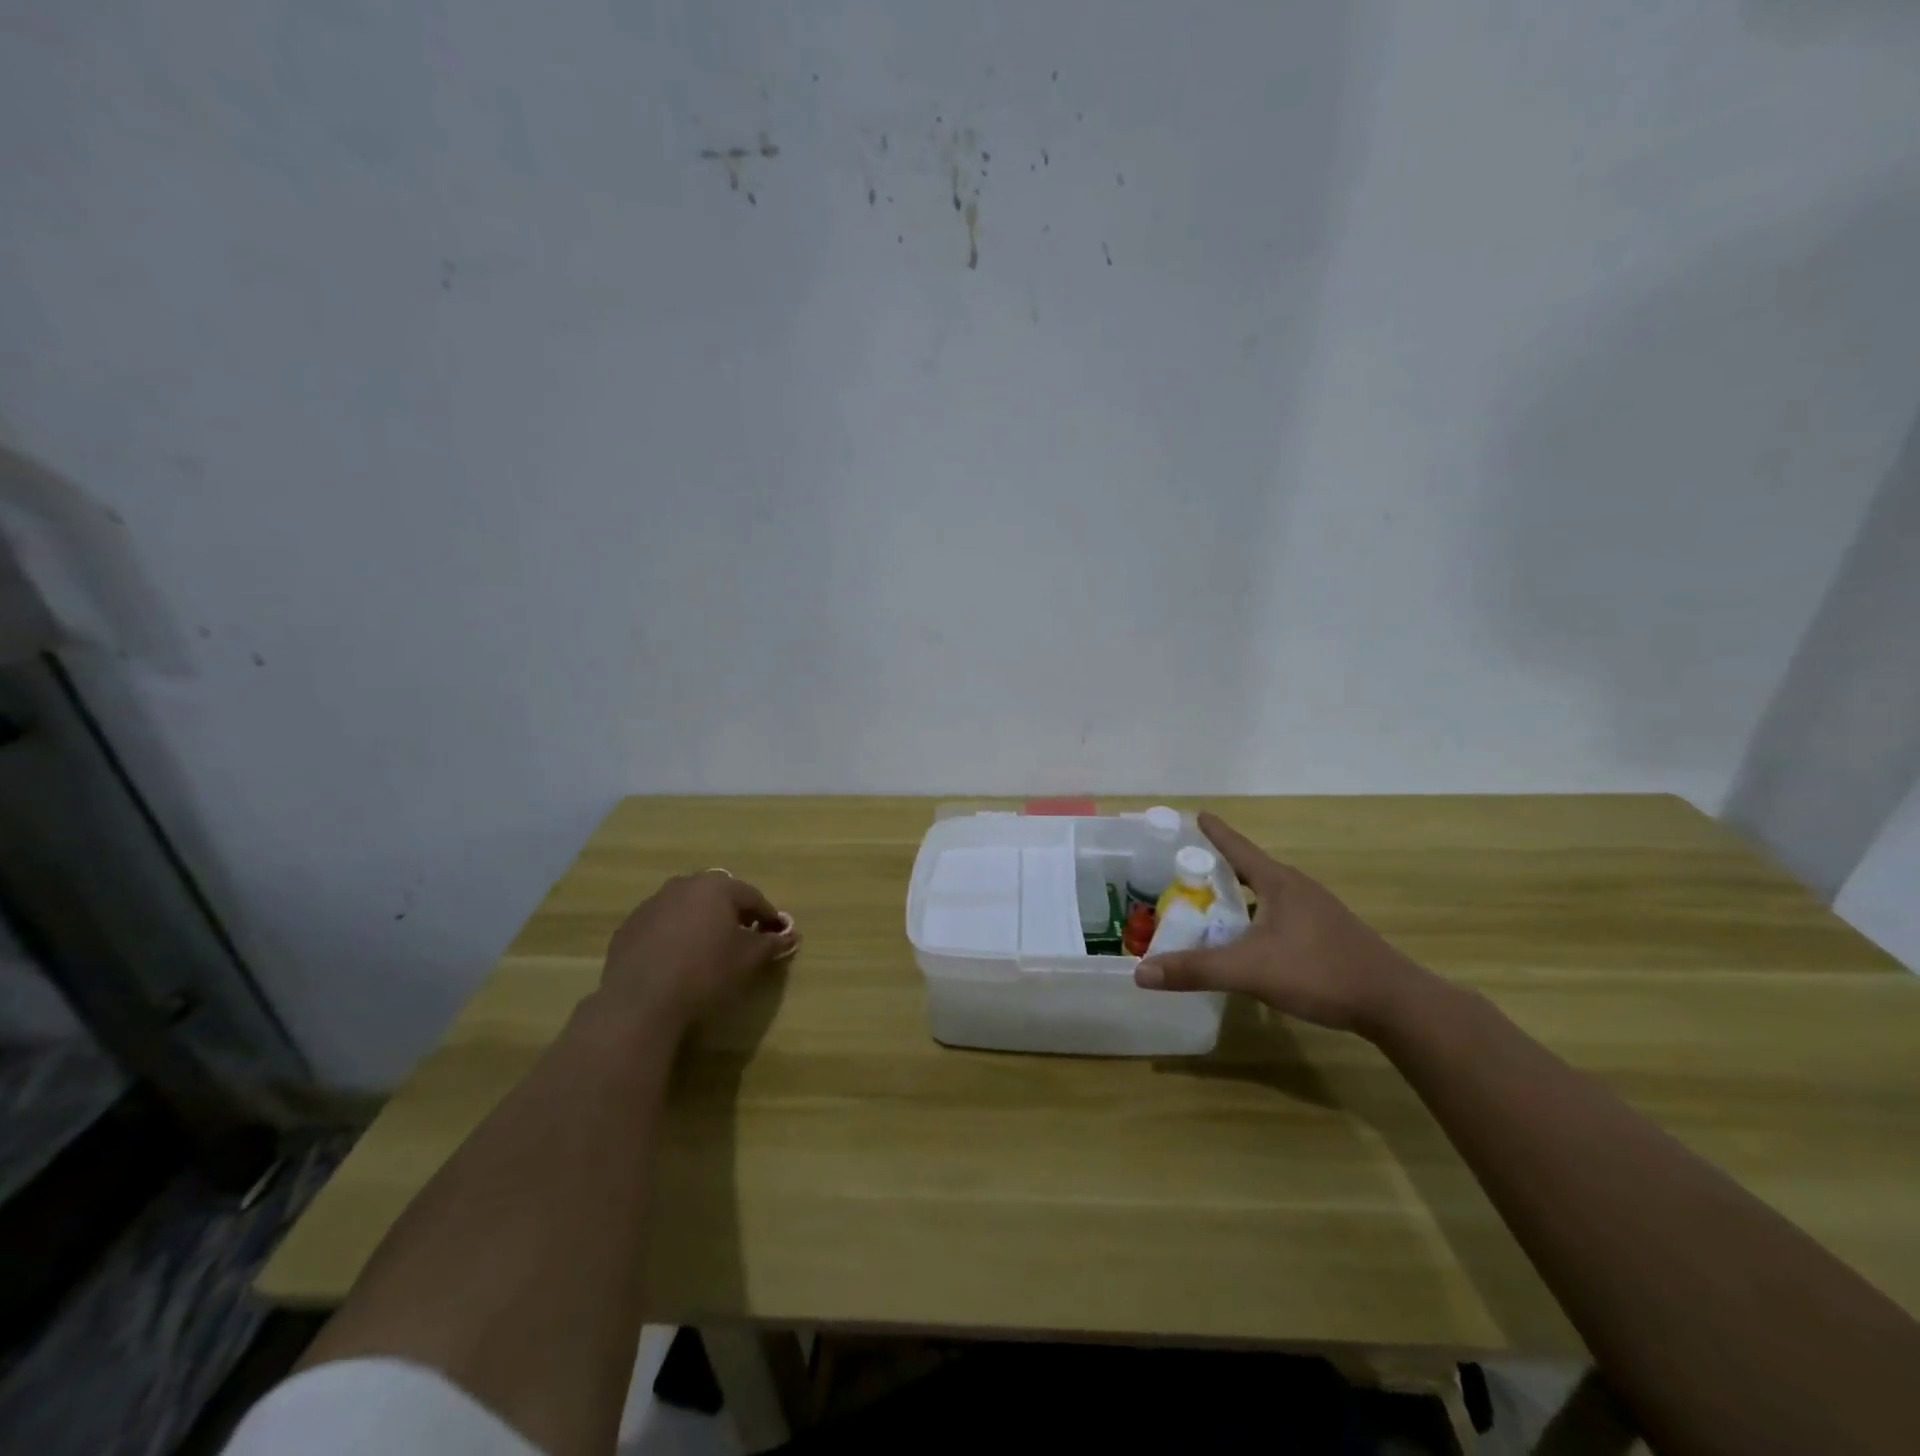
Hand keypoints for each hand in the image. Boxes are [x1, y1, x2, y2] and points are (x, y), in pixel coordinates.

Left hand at [597, 870, 798, 1038]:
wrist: (640, 1002)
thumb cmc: (705, 972)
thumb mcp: (748, 959)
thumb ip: (771, 943)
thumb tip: (790, 936)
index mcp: (716, 887)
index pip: (752, 897)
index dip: (768, 916)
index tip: (777, 934)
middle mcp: (683, 885)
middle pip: (718, 896)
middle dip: (733, 914)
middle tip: (744, 938)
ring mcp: (652, 904)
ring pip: (687, 908)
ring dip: (702, 922)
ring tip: (709, 950)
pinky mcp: (629, 927)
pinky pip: (662, 925)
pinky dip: (675, 935)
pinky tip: (677, 961)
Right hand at [1133, 812, 1425, 1034]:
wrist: (1395, 1003)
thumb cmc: (1320, 972)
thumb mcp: (1250, 970)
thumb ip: (1196, 969)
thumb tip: (1141, 973)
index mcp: (1278, 882)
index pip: (1237, 847)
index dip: (1214, 832)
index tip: (1196, 814)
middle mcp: (1297, 888)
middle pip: (1250, 869)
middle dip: (1219, 869)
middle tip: (1187, 873)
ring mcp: (1317, 911)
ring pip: (1266, 895)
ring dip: (1239, 898)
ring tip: (1212, 908)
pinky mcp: (1328, 935)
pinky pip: (1281, 916)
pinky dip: (1257, 919)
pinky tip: (1250, 943)